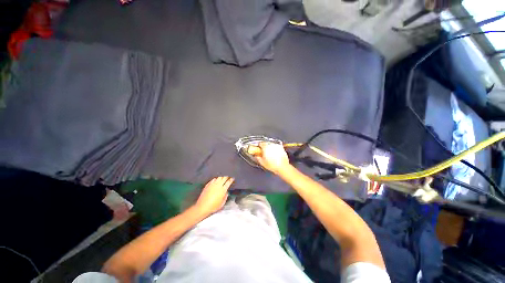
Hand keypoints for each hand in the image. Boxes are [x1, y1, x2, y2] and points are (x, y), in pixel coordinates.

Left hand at [194, 176, 233, 214]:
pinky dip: (216, 179)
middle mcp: (218, 185)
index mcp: (223, 189)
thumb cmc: (213, 206)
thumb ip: (225, 196)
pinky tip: (216, 180)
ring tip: (223, 177)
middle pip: (224, 177)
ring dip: (221, 176)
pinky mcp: (207, 185)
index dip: (231, 179)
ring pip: (218, 177)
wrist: (202, 207)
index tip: (232, 178)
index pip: (228, 182)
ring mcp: (212, 184)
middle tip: (228, 176)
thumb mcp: (222, 203)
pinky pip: (213, 179)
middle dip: (227, 176)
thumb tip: (226, 192)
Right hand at [253, 142, 290, 173]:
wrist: (283, 167)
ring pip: (271, 145)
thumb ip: (258, 158)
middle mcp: (271, 145)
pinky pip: (276, 147)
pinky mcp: (282, 148)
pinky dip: (275, 150)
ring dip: (270, 148)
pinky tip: (275, 155)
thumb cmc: (273, 165)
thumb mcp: (262, 162)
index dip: (259, 146)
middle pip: (266, 143)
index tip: (258, 149)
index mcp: (265, 147)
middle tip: (264, 153)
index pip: (260, 143)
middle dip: (264, 147)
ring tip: (270, 155)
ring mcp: (277, 146)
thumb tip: (257, 156)